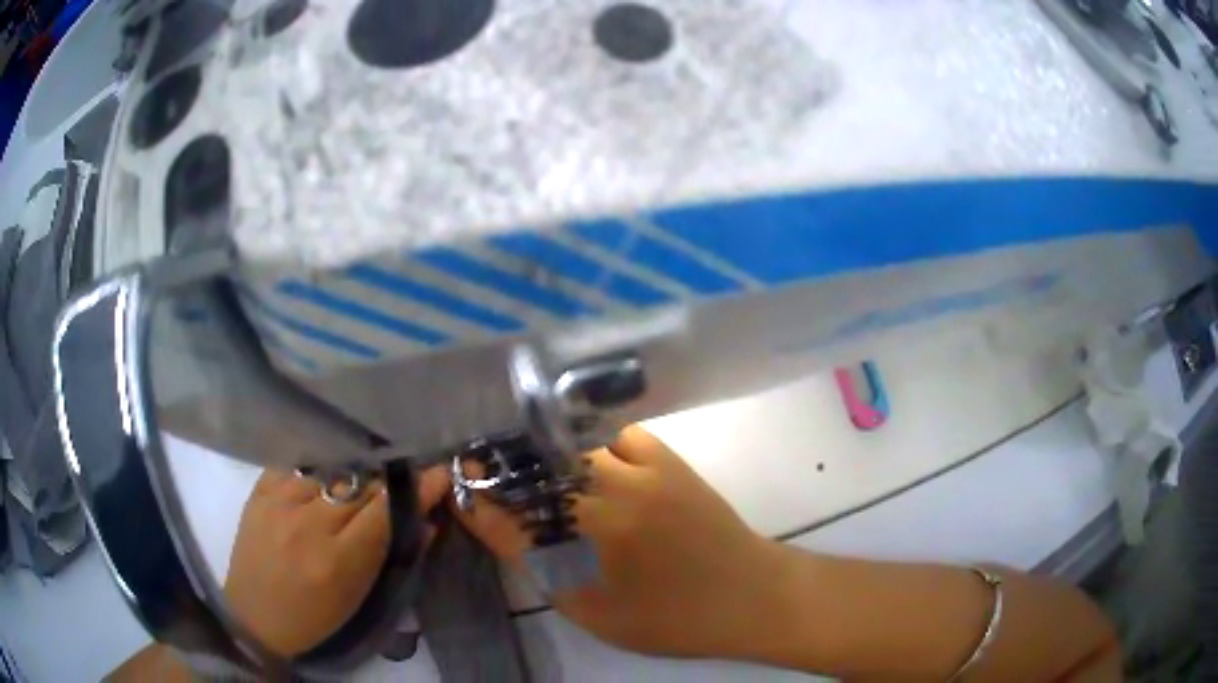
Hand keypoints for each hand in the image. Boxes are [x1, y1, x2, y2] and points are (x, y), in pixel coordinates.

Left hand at [224, 467, 448, 656]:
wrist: (255, 615)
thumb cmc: (315, 616)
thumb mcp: (358, 596)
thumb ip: (392, 555)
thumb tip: (427, 520)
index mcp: (338, 559)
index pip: (386, 509)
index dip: (417, 488)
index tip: (440, 472)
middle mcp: (308, 523)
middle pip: (362, 483)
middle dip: (391, 475)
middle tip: (408, 471)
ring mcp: (280, 501)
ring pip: (332, 467)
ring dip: (357, 468)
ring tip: (368, 471)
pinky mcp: (260, 490)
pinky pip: (298, 463)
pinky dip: (320, 464)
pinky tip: (328, 469)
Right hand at [456, 425, 786, 658]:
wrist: (749, 595)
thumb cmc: (673, 619)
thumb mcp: (598, 615)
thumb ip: (547, 576)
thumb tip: (509, 536)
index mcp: (591, 545)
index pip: (514, 518)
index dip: (481, 502)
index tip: (461, 487)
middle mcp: (610, 501)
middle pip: (539, 473)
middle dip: (507, 471)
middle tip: (493, 474)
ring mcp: (643, 475)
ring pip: (576, 447)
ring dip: (548, 453)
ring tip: (535, 463)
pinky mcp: (670, 462)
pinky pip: (621, 435)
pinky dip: (598, 441)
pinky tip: (592, 455)